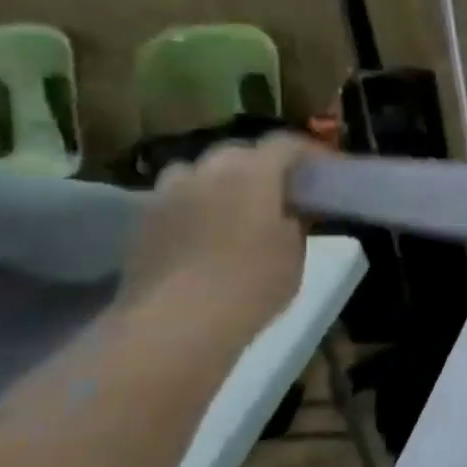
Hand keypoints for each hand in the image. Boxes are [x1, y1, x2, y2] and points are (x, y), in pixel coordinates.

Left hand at [118, 134, 309, 333]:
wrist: (177, 322)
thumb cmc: (253, 283)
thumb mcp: (295, 253)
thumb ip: (295, 221)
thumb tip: (291, 210)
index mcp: (253, 172)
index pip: (285, 144)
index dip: (309, 152)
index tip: (324, 169)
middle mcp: (207, 170)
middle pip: (239, 153)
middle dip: (262, 165)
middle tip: (281, 191)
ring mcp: (168, 193)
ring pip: (200, 172)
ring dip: (220, 181)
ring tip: (236, 209)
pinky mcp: (142, 220)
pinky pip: (176, 199)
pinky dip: (194, 206)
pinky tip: (205, 233)